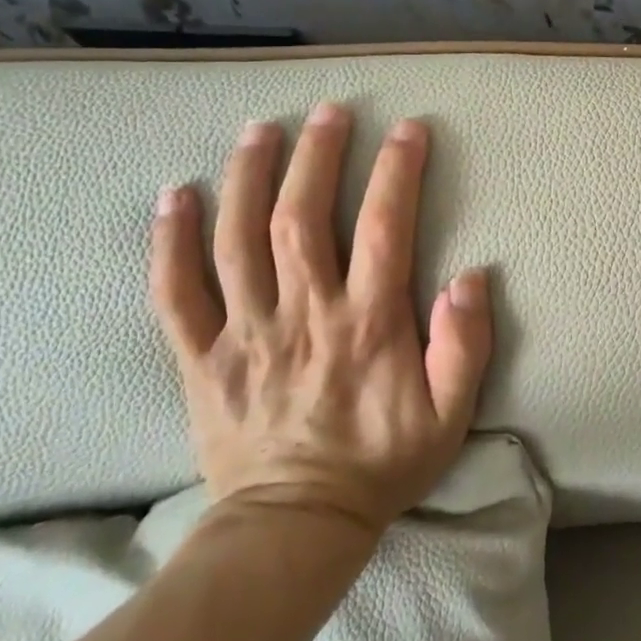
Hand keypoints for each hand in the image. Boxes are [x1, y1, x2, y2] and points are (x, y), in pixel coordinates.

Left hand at [150, 105, 491, 537]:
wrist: (293, 528)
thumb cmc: (381, 464)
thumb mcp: (449, 416)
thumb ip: (464, 346)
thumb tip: (470, 277)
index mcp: (367, 324)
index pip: (385, 229)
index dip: (397, 172)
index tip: (407, 130)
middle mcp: (304, 315)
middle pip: (302, 218)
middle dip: (318, 156)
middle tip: (328, 111)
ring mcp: (246, 333)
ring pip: (238, 240)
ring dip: (248, 177)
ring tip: (259, 129)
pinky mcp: (202, 357)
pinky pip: (175, 292)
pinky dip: (170, 241)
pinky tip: (173, 195)